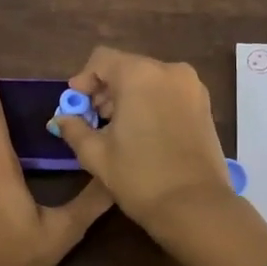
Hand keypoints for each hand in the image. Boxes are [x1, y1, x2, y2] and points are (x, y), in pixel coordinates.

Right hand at [48, 46, 235, 229]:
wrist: (194, 206)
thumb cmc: (139, 177)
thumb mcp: (96, 154)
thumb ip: (74, 128)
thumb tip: (61, 118)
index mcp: (139, 75)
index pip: (101, 59)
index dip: (83, 80)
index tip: (76, 105)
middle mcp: (169, 71)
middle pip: (127, 67)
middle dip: (106, 89)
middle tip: (94, 120)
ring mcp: (192, 87)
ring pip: (149, 79)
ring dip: (129, 96)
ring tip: (118, 130)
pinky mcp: (205, 105)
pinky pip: (169, 92)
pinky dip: (151, 103)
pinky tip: (143, 133)